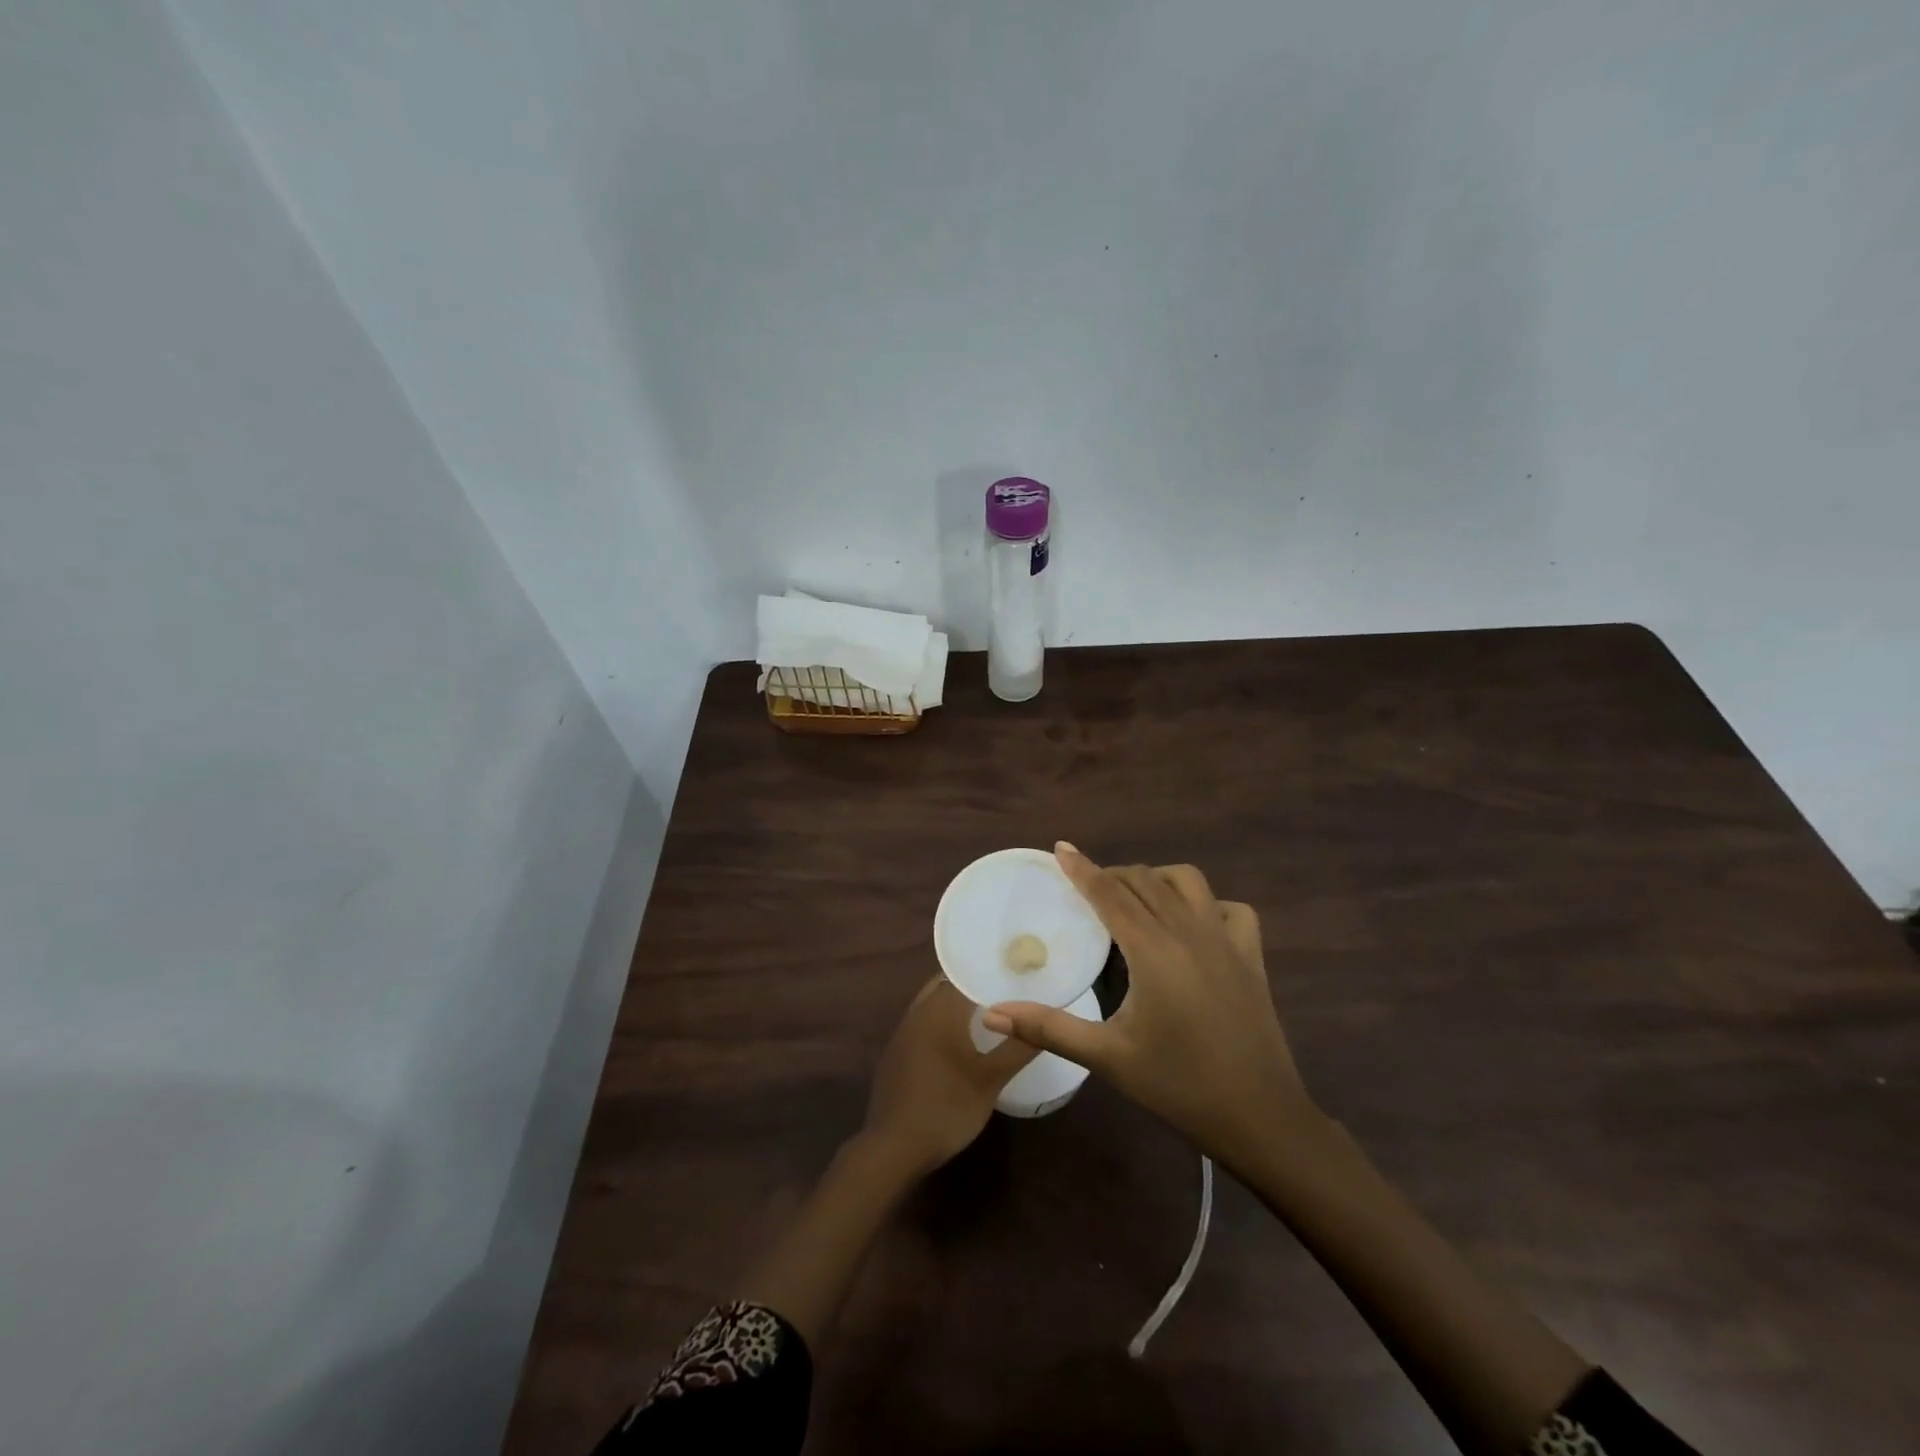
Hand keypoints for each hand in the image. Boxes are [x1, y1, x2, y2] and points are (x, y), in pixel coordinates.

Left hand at [862, 976, 1039, 1176]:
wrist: (893, 1148)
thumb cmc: (946, 1108)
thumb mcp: (991, 1080)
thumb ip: (1018, 1047)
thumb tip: (1045, 1018)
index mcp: (939, 1009)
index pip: (966, 973)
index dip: (990, 969)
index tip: (1016, 969)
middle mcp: (918, 1011)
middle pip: (948, 983)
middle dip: (975, 983)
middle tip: (1006, 988)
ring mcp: (903, 1032)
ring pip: (934, 1002)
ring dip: (958, 1002)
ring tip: (989, 1009)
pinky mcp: (897, 1052)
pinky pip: (924, 1021)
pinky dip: (944, 1020)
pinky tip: (961, 1038)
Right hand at [982, 843, 1317, 1165]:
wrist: (1259, 1118)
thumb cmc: (1178, 1085)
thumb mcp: (1107, 1057)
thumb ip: (1048, 1028)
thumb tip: (990, 1013)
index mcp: (1153, 950)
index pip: (1109, 894)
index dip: (1082, 868)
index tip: (1060, 849)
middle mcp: (1190, 932)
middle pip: (1144, 881)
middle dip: (1112, 875)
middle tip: (1085, 888)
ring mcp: (1226, 940)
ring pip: (1189, 882)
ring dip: (1156, 879)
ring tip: (1134, 898)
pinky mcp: (1252, 957)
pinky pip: (1231, 909)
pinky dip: (1207, 903)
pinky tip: (1193, 923)